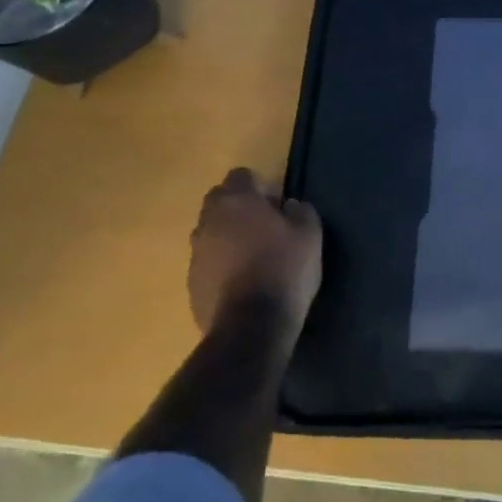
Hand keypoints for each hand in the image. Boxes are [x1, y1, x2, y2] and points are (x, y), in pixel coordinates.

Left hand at [187, 168, 322, 334]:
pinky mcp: (191, 283)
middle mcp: (208, 221)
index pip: (241, 175)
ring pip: (211, 233)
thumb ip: (301, 211)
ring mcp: (196, 253)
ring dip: (228, 237)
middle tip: (265, 228)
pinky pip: (208, 263)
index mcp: (236, 201)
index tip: (278, 205)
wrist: (251, 326)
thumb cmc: (284, 270)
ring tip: (254, 258)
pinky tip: (243, 283)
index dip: (261, 186)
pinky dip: (222, 265)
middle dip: (239, 208)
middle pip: (219, 201)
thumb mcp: (310, 235)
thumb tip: (290, 205)